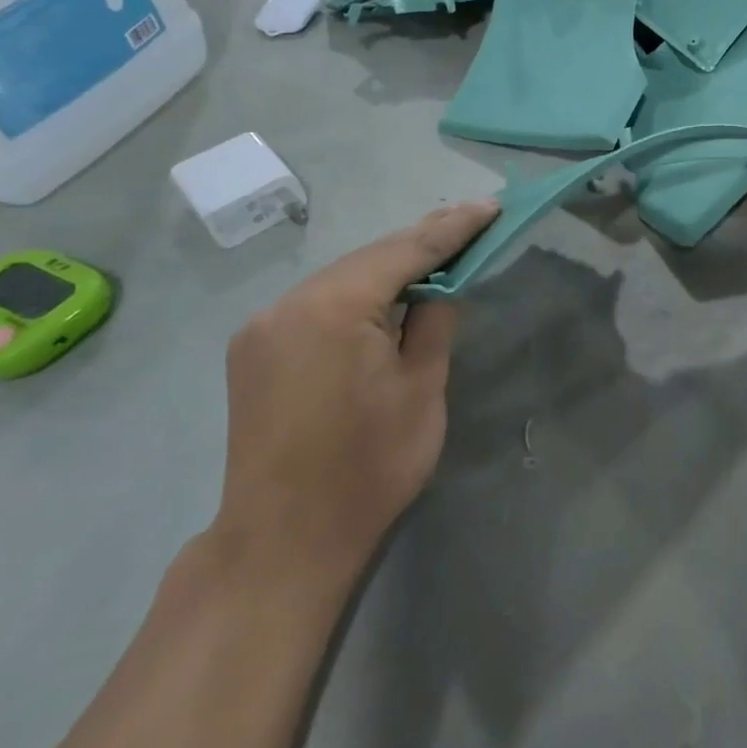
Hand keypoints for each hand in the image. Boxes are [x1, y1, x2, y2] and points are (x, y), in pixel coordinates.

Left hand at [216, 201, 498, 570]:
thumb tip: (438, 288)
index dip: (453, 228)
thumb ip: (434, 323)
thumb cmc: (368, 468)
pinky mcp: (255, 349)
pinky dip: (357, 294)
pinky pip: (318, 302)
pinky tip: (385, 297)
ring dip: (389, 268)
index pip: (406, 251)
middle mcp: (289, 303)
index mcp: (334, 308)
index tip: (491, 207)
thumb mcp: (423, 391)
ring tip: (437, 255)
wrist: (284, 540)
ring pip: (341, 278)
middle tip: (472, 222)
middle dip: (422, 241)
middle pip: (369, 257)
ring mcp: (264, 326)